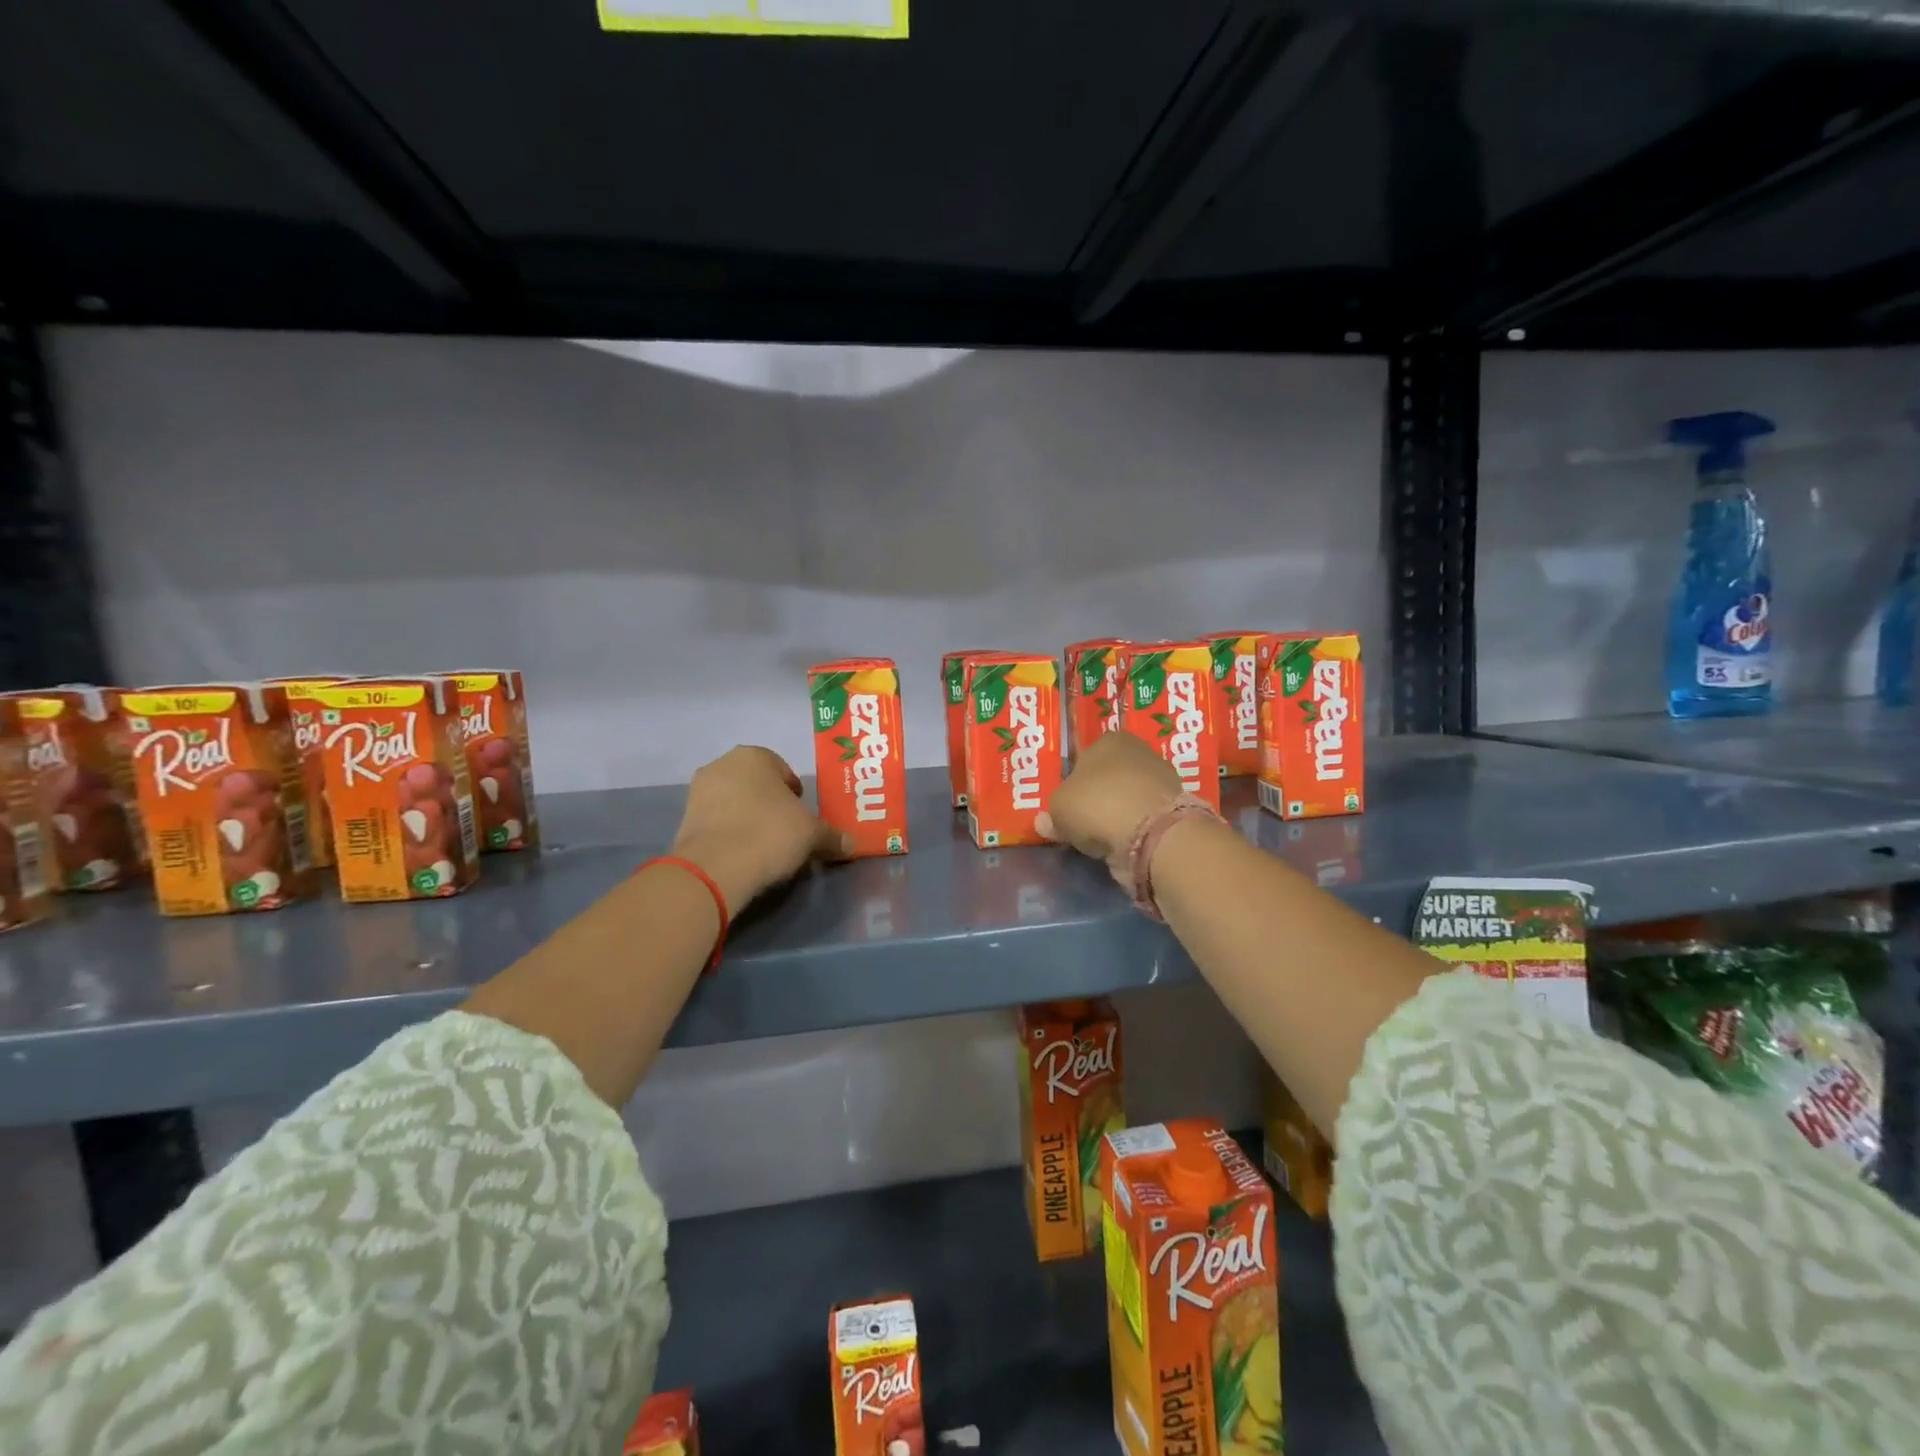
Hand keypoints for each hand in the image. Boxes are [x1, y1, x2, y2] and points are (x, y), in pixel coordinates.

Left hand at [670, 746, 851, 912]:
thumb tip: (851, 844)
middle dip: (770, 804)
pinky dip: (729, 833)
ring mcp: (698, 791)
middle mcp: (722, 764)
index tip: (802, 816)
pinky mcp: (684, 820)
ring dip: (748, 818)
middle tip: (786, 830)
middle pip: (756, 784)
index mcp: (754, 755)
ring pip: (734, 802)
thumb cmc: (770, 833)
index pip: (783, 769)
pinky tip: (742, 854)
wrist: (715, 868)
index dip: (796, 794)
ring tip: (764, 846)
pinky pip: (717, 822)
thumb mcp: (812, 835)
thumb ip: (832, 836)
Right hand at [1037, 730, 1183, 888]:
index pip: (1085, 756)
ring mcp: (1160, 781)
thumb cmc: (1096, 804)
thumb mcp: (1059, 808)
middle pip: (1109, 777)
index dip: (1074, 781)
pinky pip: (1143, 818)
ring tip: (1100, 838)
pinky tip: (1121, 844)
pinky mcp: (1173, 810)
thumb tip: (1045, 822)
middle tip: (1081, 822)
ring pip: (1128, 798)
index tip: (1067, 804)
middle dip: (1097, 797)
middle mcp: (1138, 752)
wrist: (1149, 834)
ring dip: (1116, 815)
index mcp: (1109, 739)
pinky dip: (1133, 829)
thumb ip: (1051, 813)